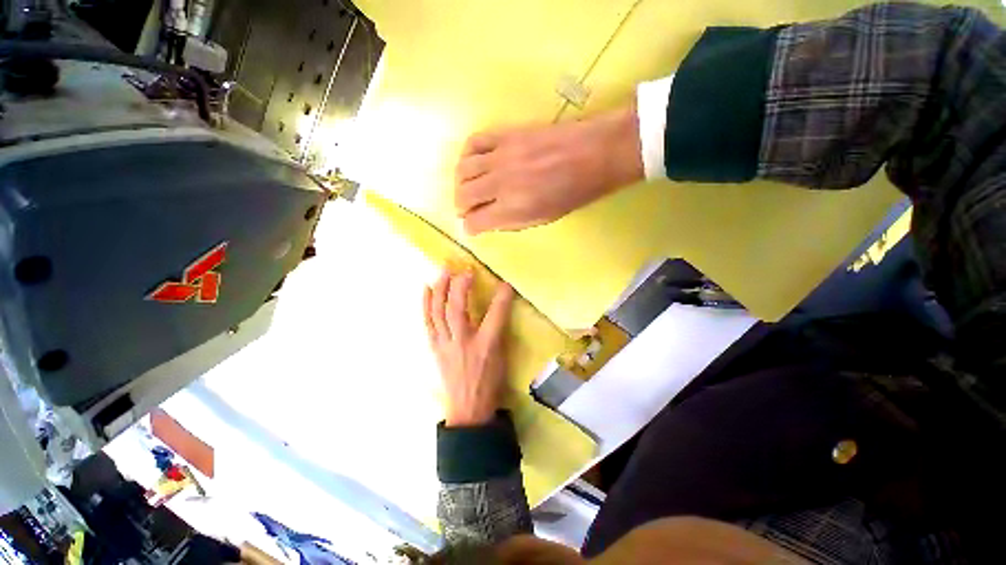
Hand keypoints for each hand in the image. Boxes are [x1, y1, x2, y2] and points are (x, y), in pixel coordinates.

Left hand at [424, 269, 515, 426]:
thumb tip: (497, 309)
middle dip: (460, 286)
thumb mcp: (502, 357)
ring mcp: (445, 345)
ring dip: (441, 289)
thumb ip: (498, 330)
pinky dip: (426, 304)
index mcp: (486, 346)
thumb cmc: (490, 383)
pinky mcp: (435, 348)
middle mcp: (463, 343)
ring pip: (438, 312)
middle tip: (464, 269)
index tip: (505, 283)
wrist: (469, 409)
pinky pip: (428, 322)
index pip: (495, 315)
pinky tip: (426, 288)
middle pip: (457, 309)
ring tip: (444, 271)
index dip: (501, 297)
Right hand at [454, 105, 642, 235]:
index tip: (472, 227)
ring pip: (463, 170)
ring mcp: (501, 156)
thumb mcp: (543, 219)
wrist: (593, 154)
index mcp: (513, 209)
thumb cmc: (573, 194)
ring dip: (460, 183)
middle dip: (461, 207)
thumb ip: (511, 222)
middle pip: (464, 196)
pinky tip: (472, 163)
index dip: (470, 228)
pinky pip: (473, 142)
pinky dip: (466, 155)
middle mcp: (501, 183)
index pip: (475, 222)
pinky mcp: (505, 135)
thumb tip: (488, 222)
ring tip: (467, 188)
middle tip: (467, 210)